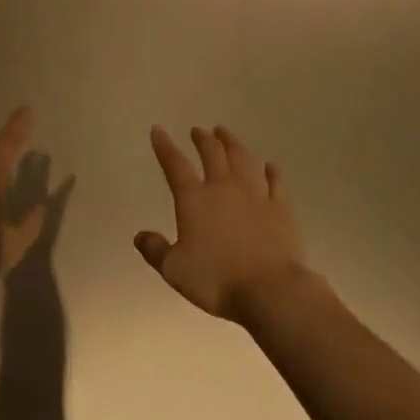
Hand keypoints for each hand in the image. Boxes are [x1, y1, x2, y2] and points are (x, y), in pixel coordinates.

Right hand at [136, 125, 313, 326]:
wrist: (269, 290)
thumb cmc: (217, 280)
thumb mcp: (175, 270)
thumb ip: (156, 251)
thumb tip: (139, 236)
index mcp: (195, 199)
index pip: (175, 164)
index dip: (164, 146)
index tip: (158, 129)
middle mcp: (223, 187)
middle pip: (212, 153)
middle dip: (203, 139)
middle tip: (198, 130)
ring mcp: (255, 194)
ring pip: (242, 158)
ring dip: (232, 143)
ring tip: (225, 133)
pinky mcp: (280, 207)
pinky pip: (275, 182)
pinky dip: (272, 171)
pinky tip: (270, 166)